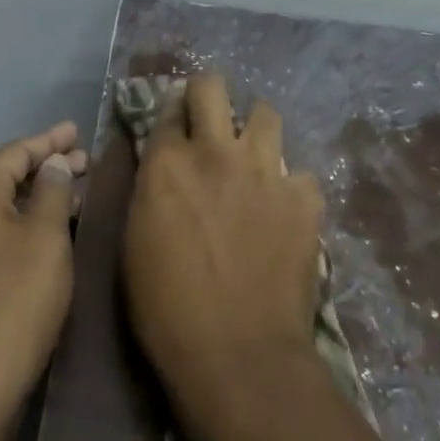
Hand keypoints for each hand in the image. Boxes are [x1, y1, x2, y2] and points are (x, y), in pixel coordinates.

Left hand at [0, 122, 85, 440]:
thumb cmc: (16, 298)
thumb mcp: (46, 237)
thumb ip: (53, 191)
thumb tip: (54, 163)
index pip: (14, 152)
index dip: (49, 140)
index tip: (77, 131)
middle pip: (5, 177)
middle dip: (46, 168)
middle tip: (84, 161)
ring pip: (1, 208)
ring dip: (37, 197)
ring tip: (74, 192)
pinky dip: (23, 223)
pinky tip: (49, 232)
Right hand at [122, 76, 324, 426]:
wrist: (238, 354)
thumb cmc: (167, 308)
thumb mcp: (136, 241)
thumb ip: (150, 189)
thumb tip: (160, 167)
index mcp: (168, 162)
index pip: (168, 109)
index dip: (171, 115)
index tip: (175, 127)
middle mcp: (216, 152)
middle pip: (212, 86)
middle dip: (208, 95)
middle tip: (210, 121)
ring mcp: (265, 171)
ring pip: (265, 113)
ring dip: (255, 130)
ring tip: (253, 159)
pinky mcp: (304, 199)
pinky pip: (301, 174)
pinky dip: (291, 188)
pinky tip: (285, 213)